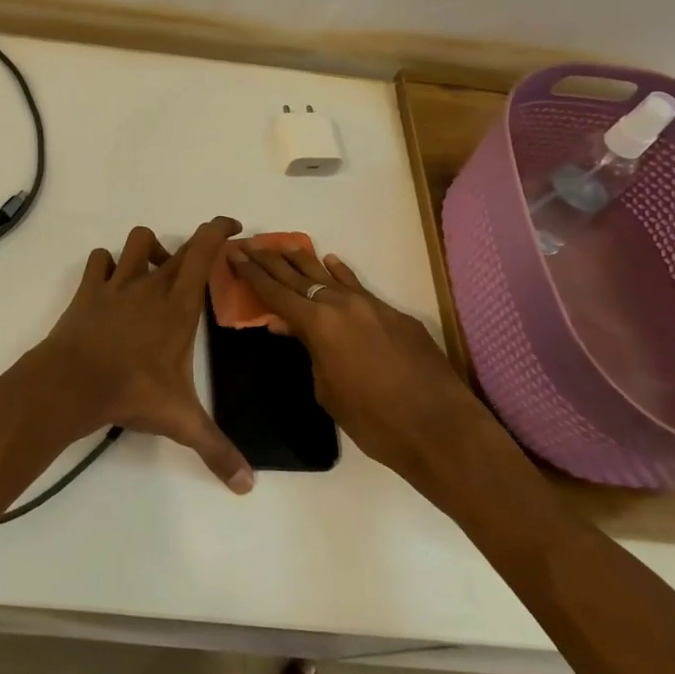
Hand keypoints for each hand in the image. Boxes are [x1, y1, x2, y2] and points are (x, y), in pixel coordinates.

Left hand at [29, 217, 254, 493]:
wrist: (74, 382)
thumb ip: (217, 449)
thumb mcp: (182, 421)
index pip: (204, 251)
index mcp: (179, 304)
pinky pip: (99, 260)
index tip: (232, 226)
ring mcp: (117, 283)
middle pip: (178, 247)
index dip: (218, 230)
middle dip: (194, 247)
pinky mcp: (89, 290)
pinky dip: (107, 263)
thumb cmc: (133, 391)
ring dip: (149, 248)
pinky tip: (112, 281)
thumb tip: (248, 486)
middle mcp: (151, 284)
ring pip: (136, 241)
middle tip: (203, 263)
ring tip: (155, 271)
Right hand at [226, 241, 486, 480]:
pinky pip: (359, 288)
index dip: (251, 274)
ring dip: (304, 261)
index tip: (234, 254)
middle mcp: (342, 305)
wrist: (441, 429)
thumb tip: (292, 330)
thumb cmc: (374, 421)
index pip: (275, 293)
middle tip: (249, 245)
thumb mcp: (327, 390)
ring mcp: (372, 306)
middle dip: (270, 261)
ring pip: (329, 276)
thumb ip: (309, 353)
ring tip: (282, 245)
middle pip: (297, 277)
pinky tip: (332, 262)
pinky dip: (342, 275)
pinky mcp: (396, 316)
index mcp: (318, 325)